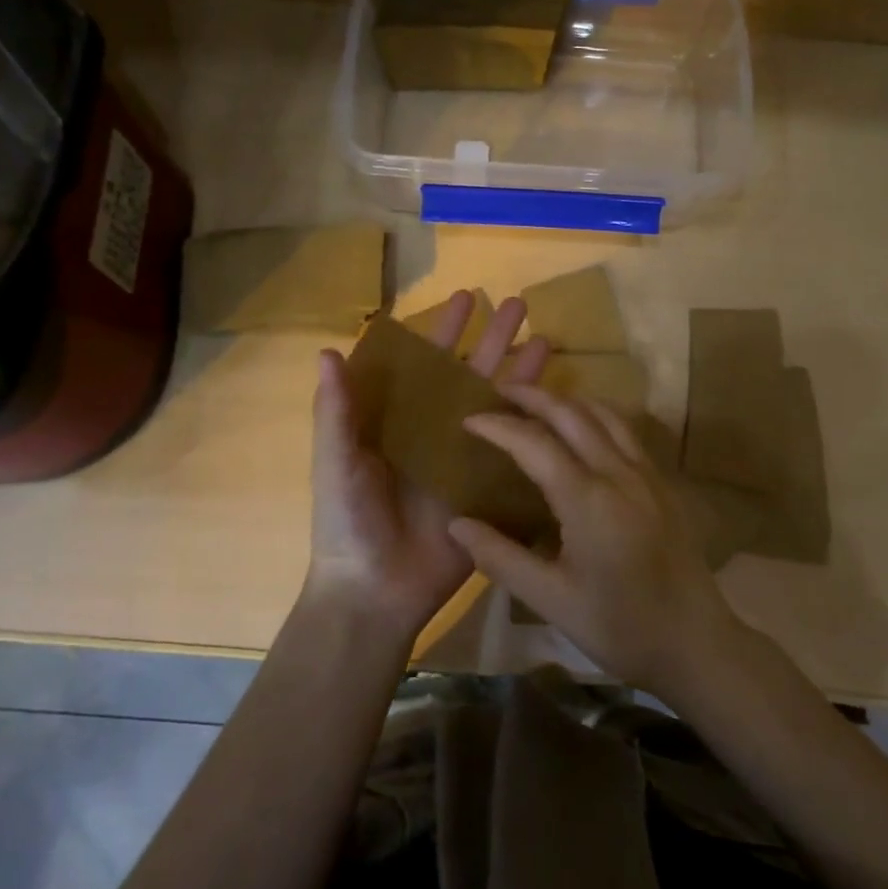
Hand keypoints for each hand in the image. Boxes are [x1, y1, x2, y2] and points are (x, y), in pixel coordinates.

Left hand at [306, 291, 549, 645]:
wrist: (375, 591)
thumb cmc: (347, 522)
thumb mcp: (335, 462)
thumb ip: (335, 410)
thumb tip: (327, 350)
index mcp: (399, 419)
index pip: (425, 363)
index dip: (444, 330)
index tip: (465, 297)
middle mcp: (436, 431)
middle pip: (469, 375)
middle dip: (493, 339)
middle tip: (519, 304)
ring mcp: (466, 459)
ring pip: (499, 405)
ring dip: (521, 373)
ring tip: (547, 338)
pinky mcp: (488, 489)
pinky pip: (515, 453)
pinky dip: (536, 428)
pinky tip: (561, 404)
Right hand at [447, 386, 746, 696]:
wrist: (696, 644)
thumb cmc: (620, 628)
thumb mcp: (551, 600)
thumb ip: (501, 557)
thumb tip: (457, 524)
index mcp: (588, 499)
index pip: (535, 443)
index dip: (498, 426)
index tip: (468, 419)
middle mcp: (619, 473)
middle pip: (571, 413)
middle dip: (532, 396)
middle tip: (499, 392)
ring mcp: (647, 473)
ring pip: (604, 414)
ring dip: (566, 400)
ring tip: (537, 402)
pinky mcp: (662, 482)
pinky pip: (625, 430)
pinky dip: (595, 415)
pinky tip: (583, 429)